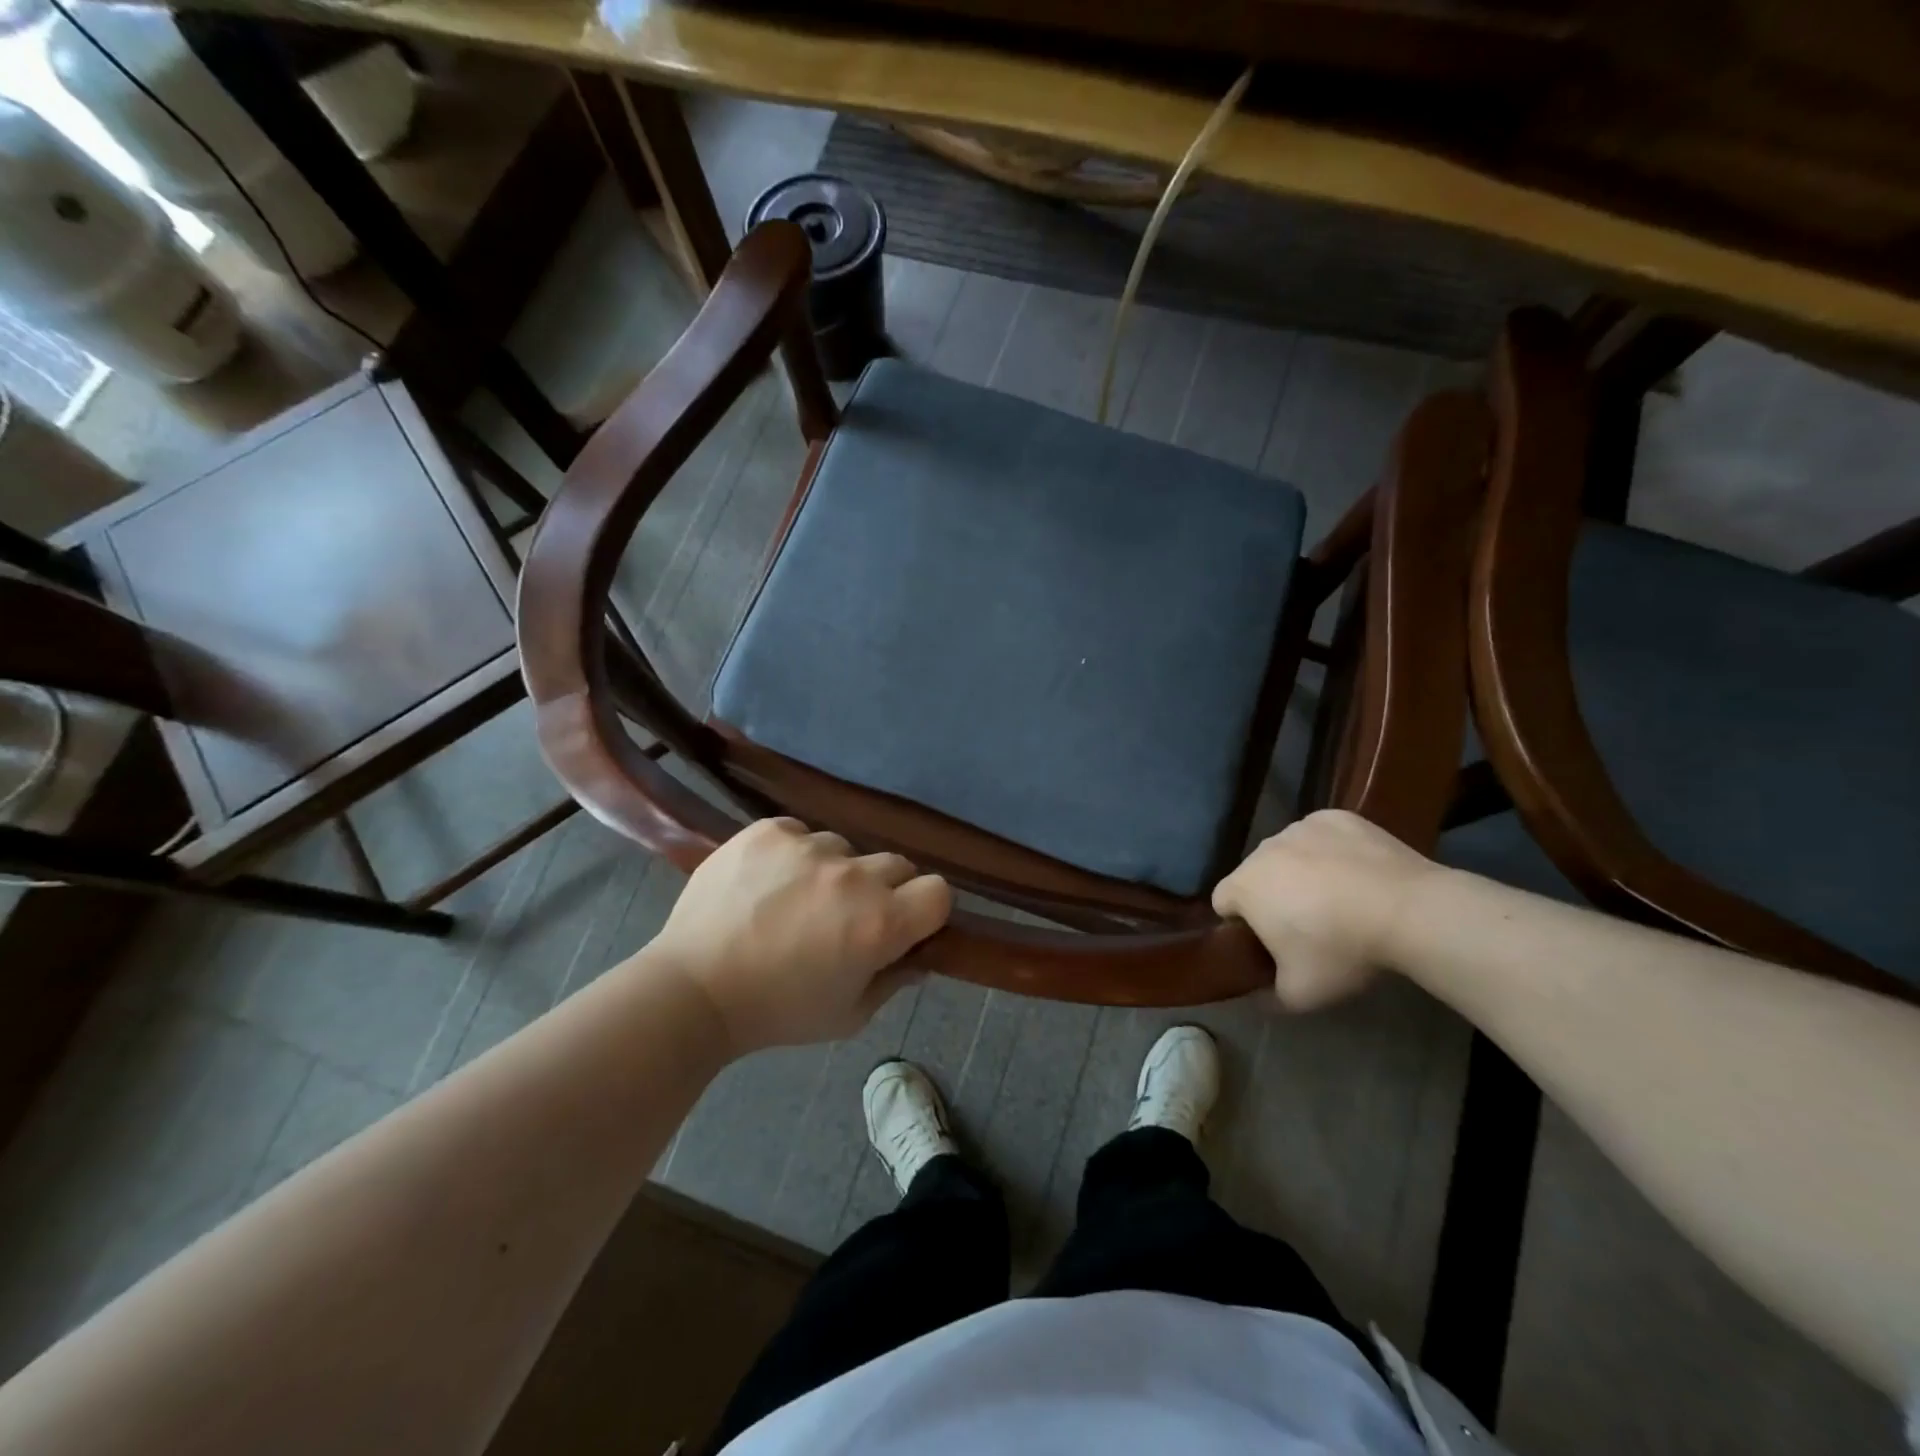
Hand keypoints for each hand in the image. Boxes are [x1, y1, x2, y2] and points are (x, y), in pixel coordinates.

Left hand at [649, 817, 951, 1053]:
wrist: (692, 989)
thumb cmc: (777, 1012)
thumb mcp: (849, 1015)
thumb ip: (893, 981)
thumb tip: (918, 956)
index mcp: (881, 922)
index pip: (938, 891)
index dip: (925, 910)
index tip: (904, 925)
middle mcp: (853, 876)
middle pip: (897, 865)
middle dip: (883, 890)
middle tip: (847, 917)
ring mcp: (809, 846)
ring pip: (846, 847)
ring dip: (835, 871)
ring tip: (797, 899)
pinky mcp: (769, 831)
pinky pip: (801, 832)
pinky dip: (794, 854)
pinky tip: (768, 882)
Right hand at [1212, 809, 1437, 1009]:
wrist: (1410, 911)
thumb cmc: (1342, 950)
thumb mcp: (1300, 994)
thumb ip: (1268, 997)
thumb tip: (1257, 997)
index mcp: (1244, 886)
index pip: (1223, 902)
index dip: (1241, 924)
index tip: (1269, 943)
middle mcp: (1264, 849)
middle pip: (1256, 874)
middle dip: (1272, 895)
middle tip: (1308, 926)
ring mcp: (1300, 827)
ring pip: (1289, 853)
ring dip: (1301, 871)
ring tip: (1340, 898)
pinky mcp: (1337, 817)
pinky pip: (1322, 836)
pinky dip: (1332, 851)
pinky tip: (1358, 873)